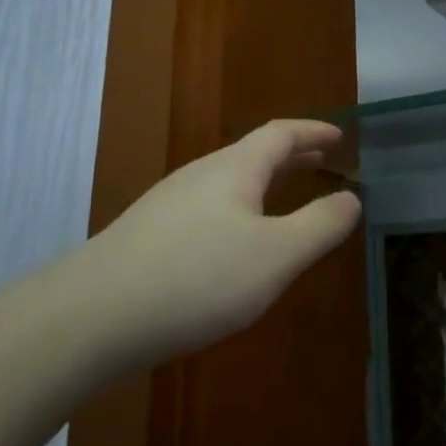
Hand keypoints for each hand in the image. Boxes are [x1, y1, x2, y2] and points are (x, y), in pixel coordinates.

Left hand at [73, 120, 363, 365]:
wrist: (94, 314)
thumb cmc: (197, 278)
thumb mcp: (275, 256)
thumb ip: (319, 226)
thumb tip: (351, 198)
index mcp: (234, 169)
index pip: (280, 134)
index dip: (312, 131)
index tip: (339, 135)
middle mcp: (200, 174)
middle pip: (252, 153)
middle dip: (290, 155)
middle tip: (320, 159)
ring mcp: (169, 203)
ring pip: (227, 180)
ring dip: (262, 182)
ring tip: (283, 198)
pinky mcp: (149, 234)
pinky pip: (208, 206)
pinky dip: (238, 208)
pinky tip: (234, 242)